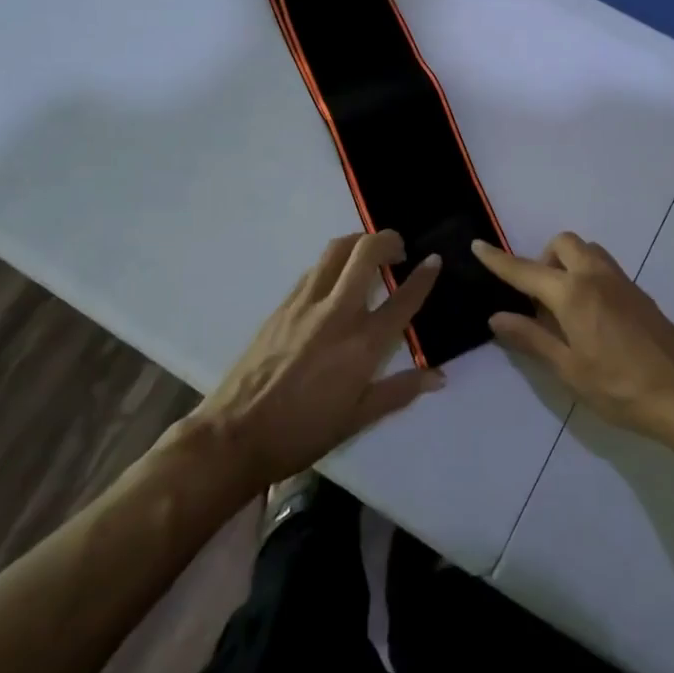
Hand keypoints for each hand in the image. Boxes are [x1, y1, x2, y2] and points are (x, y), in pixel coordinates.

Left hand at [193, 231, 444, 492]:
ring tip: (369, 254)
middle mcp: (337, 312)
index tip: (434, 260)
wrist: (235, 434)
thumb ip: (400, 391)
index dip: (424, 275)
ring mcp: (306, 304)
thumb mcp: (358, 419)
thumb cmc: (302, 432)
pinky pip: (314, 270)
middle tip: (398, 250)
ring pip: (336, 250)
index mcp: (363, 344)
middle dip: (388, 239)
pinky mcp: (282, 305)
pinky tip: (335, 280)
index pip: (403, 298)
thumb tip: (438, 377)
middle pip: (366, 252)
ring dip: (358, 242)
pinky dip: (333, 264)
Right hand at [473, 233, 673, 451]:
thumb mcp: (569, 369)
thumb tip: (497, 317)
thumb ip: (532, 338)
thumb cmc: (620, 387)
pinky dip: (587, 276)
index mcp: (573, 293)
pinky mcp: (639, 294)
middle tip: (538, 298)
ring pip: (588, 252)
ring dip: (568, 264)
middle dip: (543, 258)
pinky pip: (604, 269)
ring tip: (562, 308)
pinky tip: (589, 317)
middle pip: (564, 244)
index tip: (477, 245)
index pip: (526, 270)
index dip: (499, 260)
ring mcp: (622, 282)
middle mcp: (596, 276)